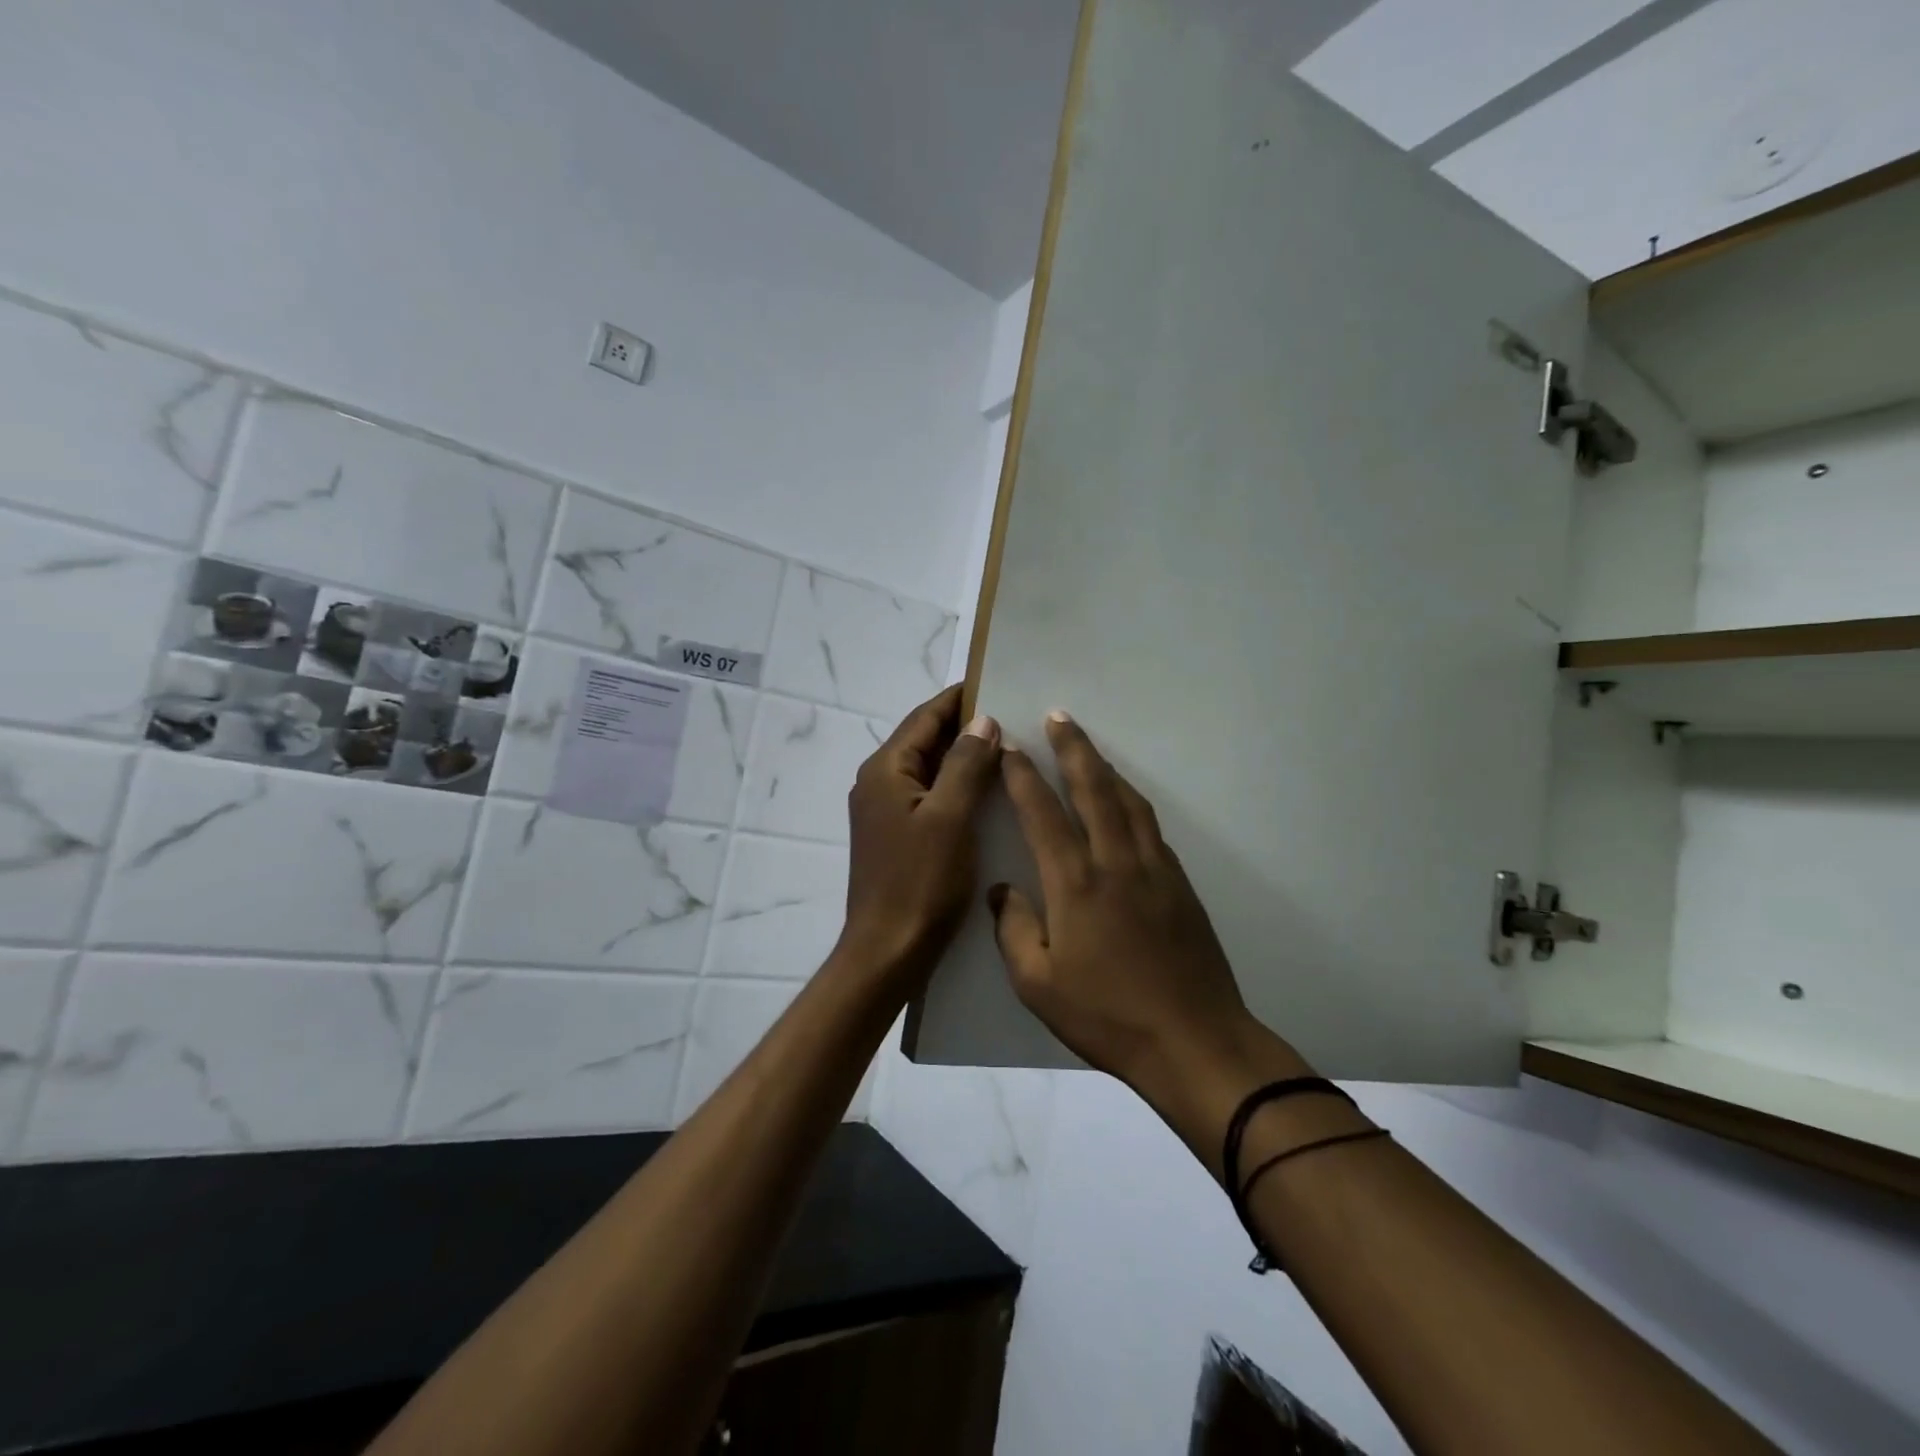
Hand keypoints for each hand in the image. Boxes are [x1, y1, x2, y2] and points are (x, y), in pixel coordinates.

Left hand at [841, 686, 1002, 979]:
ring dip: (963, 757)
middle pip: (925, 741)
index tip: (997, 683)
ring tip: (1008, 750)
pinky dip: (956, 786)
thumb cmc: (920, 883)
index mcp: (885, 770)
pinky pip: (929, 796)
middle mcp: (879, 783)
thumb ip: (965, 764)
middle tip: (1014, 718)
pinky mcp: (896, 836)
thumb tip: (983, 721)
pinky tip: (987, 793)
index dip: (960, 699)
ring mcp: (885, 811)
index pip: (925, 717)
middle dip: (965, 727)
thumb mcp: (950, 817)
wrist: (888, 952)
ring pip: (928, 770)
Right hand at [991, 712, 1284, 1095]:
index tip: (1011, 748)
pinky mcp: (1179, 884)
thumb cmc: (1107, 1016)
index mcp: (1075, 885)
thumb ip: (1014, 930)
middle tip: (1059, 716)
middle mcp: (1115, 863)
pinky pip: (1150, 826)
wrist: (1193, 1041)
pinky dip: (1132, 801)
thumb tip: (1004, 890)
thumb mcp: (1038, 985)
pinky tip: (1125, 802)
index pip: (1043, 814)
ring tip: (1089, 749)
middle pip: (1093, 789)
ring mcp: (1154, 870)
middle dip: (1074, 749)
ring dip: (1106, 768)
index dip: (1024, 777)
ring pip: (1128, 801)